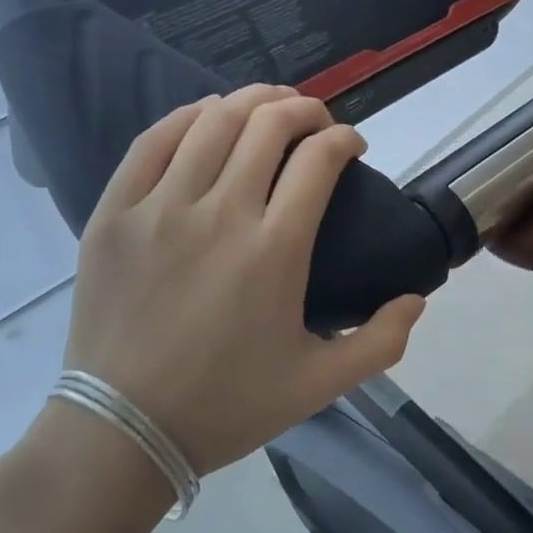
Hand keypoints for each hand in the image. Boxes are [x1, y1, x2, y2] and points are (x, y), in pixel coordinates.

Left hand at [61, 84, 425, 477]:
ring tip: (270, 105)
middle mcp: (221, 214)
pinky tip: (206, 115)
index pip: (319, 160)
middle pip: (269, 125)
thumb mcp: (320, 385)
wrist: (123, 431)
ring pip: (214, 121)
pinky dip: (187, 116)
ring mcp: (161, 208)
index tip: (352, 145)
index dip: (344, 138)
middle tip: (316, 121)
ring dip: (252, 101)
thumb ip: (381, 342)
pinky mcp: (116, 213)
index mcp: (275, 250)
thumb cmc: (227, 405)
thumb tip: (416, 299)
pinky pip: (152, 141)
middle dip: (304, 109)